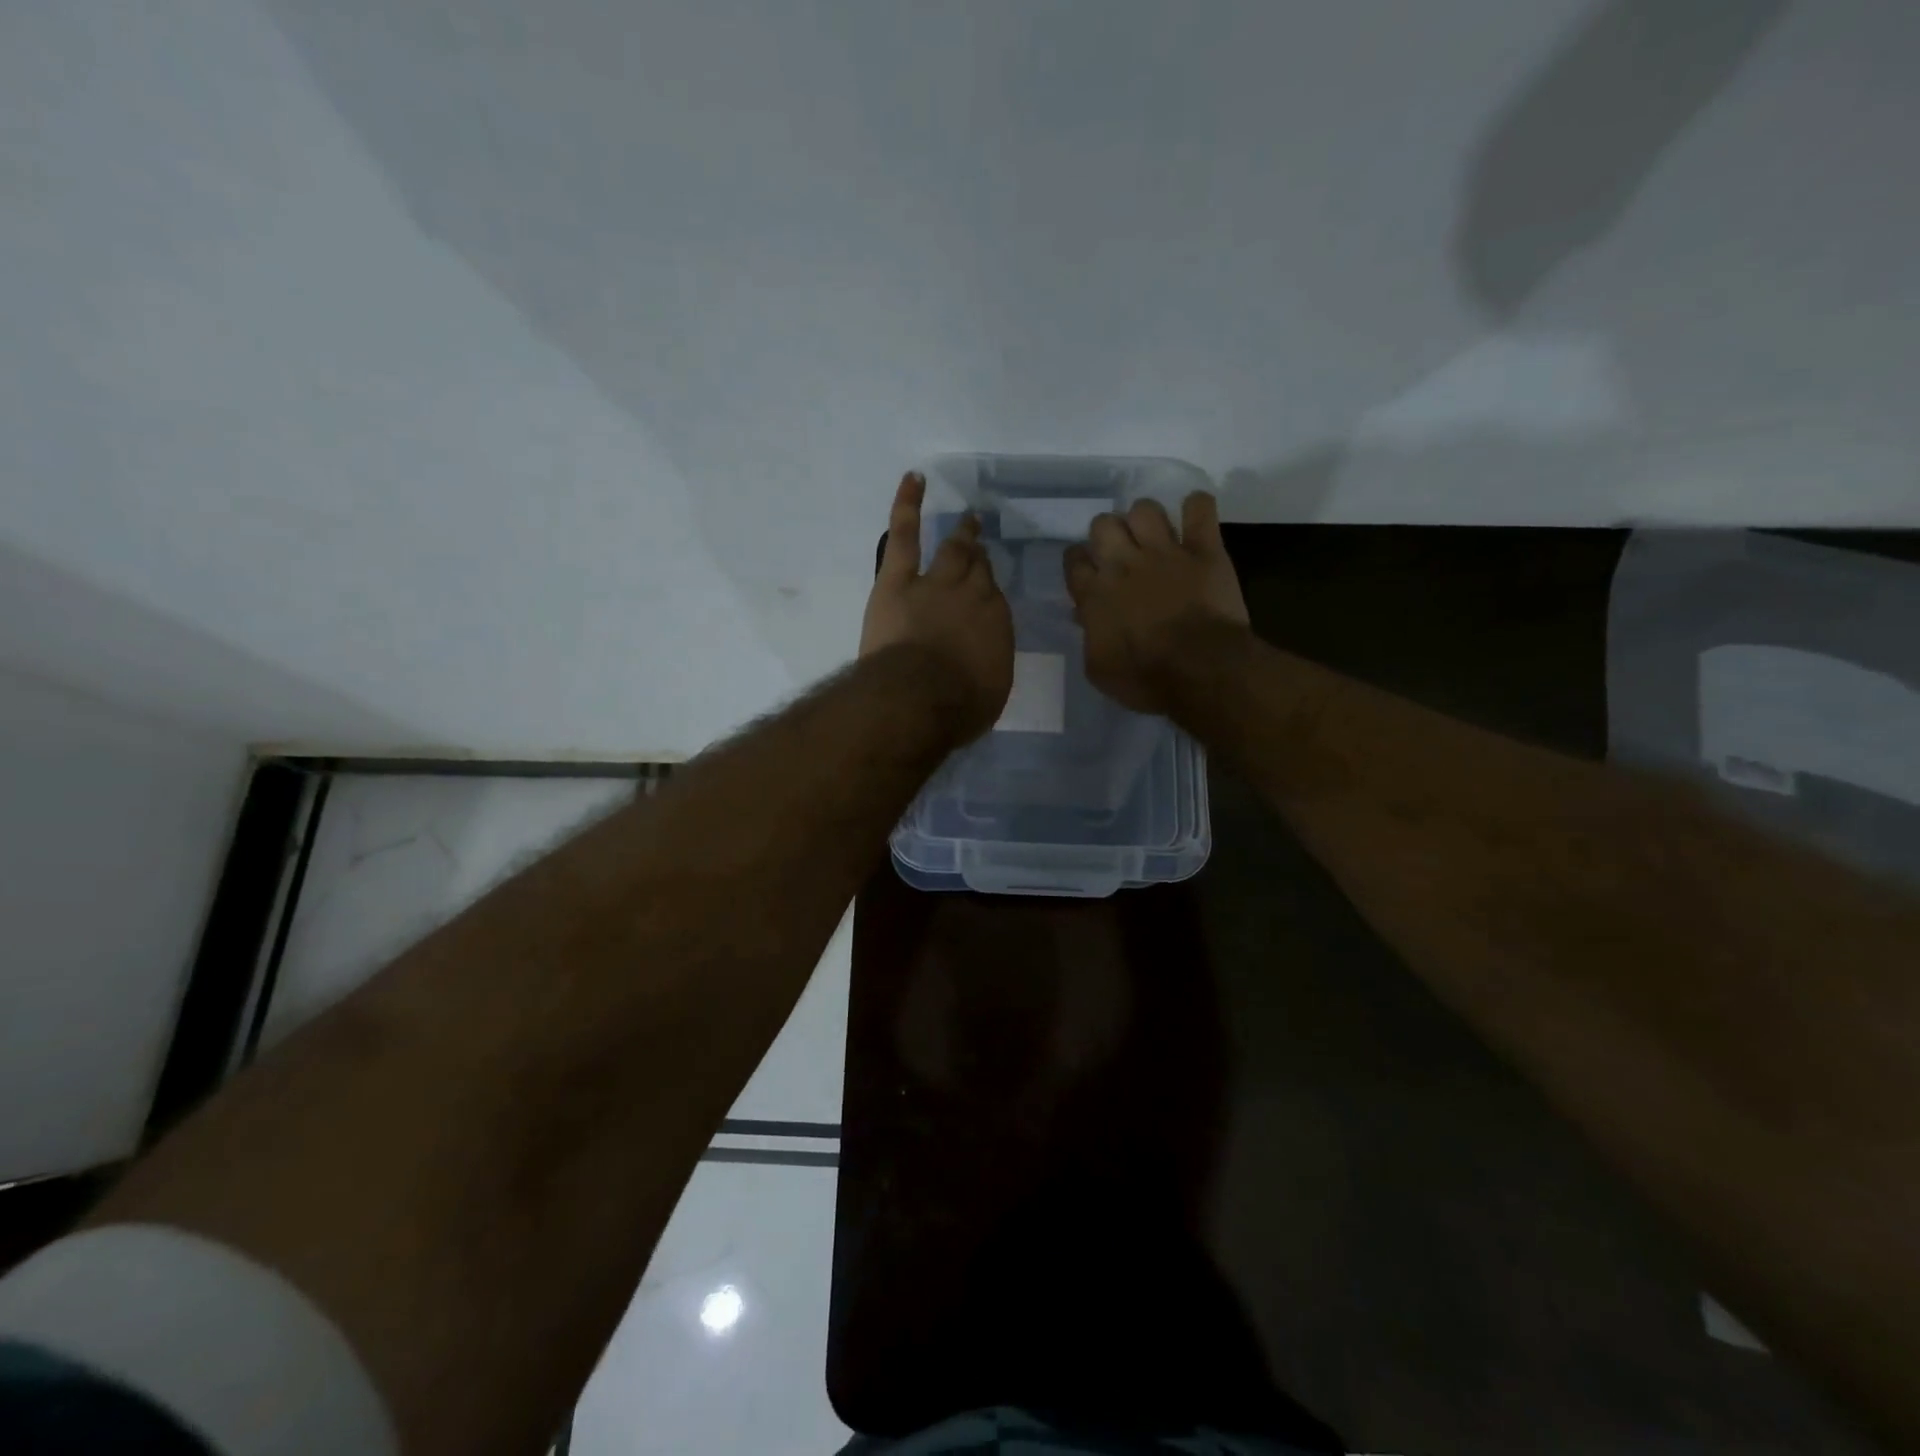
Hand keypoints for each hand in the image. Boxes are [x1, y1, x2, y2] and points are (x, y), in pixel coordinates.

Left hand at [861, 472, 1014, 738]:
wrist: (919, 698)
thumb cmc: (958, 707)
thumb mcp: (988, 691)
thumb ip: (987, 667)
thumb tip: (982, 662)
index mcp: (996, 624)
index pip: (994, 599)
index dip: (988, 592)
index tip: (986, 590)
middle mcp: (973, 596)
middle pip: (978, 570)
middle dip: (980, 557)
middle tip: (980, 543)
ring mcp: (936, 582)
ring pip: (953, 550)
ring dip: (961, 534)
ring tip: (966, 519)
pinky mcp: (899, 579)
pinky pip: (906, 533)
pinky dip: (908, 504)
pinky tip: (914, 479)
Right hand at [1064, 492, 1249, 714]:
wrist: (1199, 670)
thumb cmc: (1144, 678)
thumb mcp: (1099, 669)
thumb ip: (1090, 636)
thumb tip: (1087, 617)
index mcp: (1094, 593)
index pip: (1074, 559)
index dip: (1079, 561)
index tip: (1087, 570)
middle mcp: (1123, 563)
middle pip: (1103, 524)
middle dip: (1109, 534)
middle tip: (1121, 553)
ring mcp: (1165, 552)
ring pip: (1145, 509)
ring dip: (1146, 518)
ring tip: (1154, 535)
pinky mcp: (1204, 550)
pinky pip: (1200, 509)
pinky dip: (1197, 507)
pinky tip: (1195, 516)